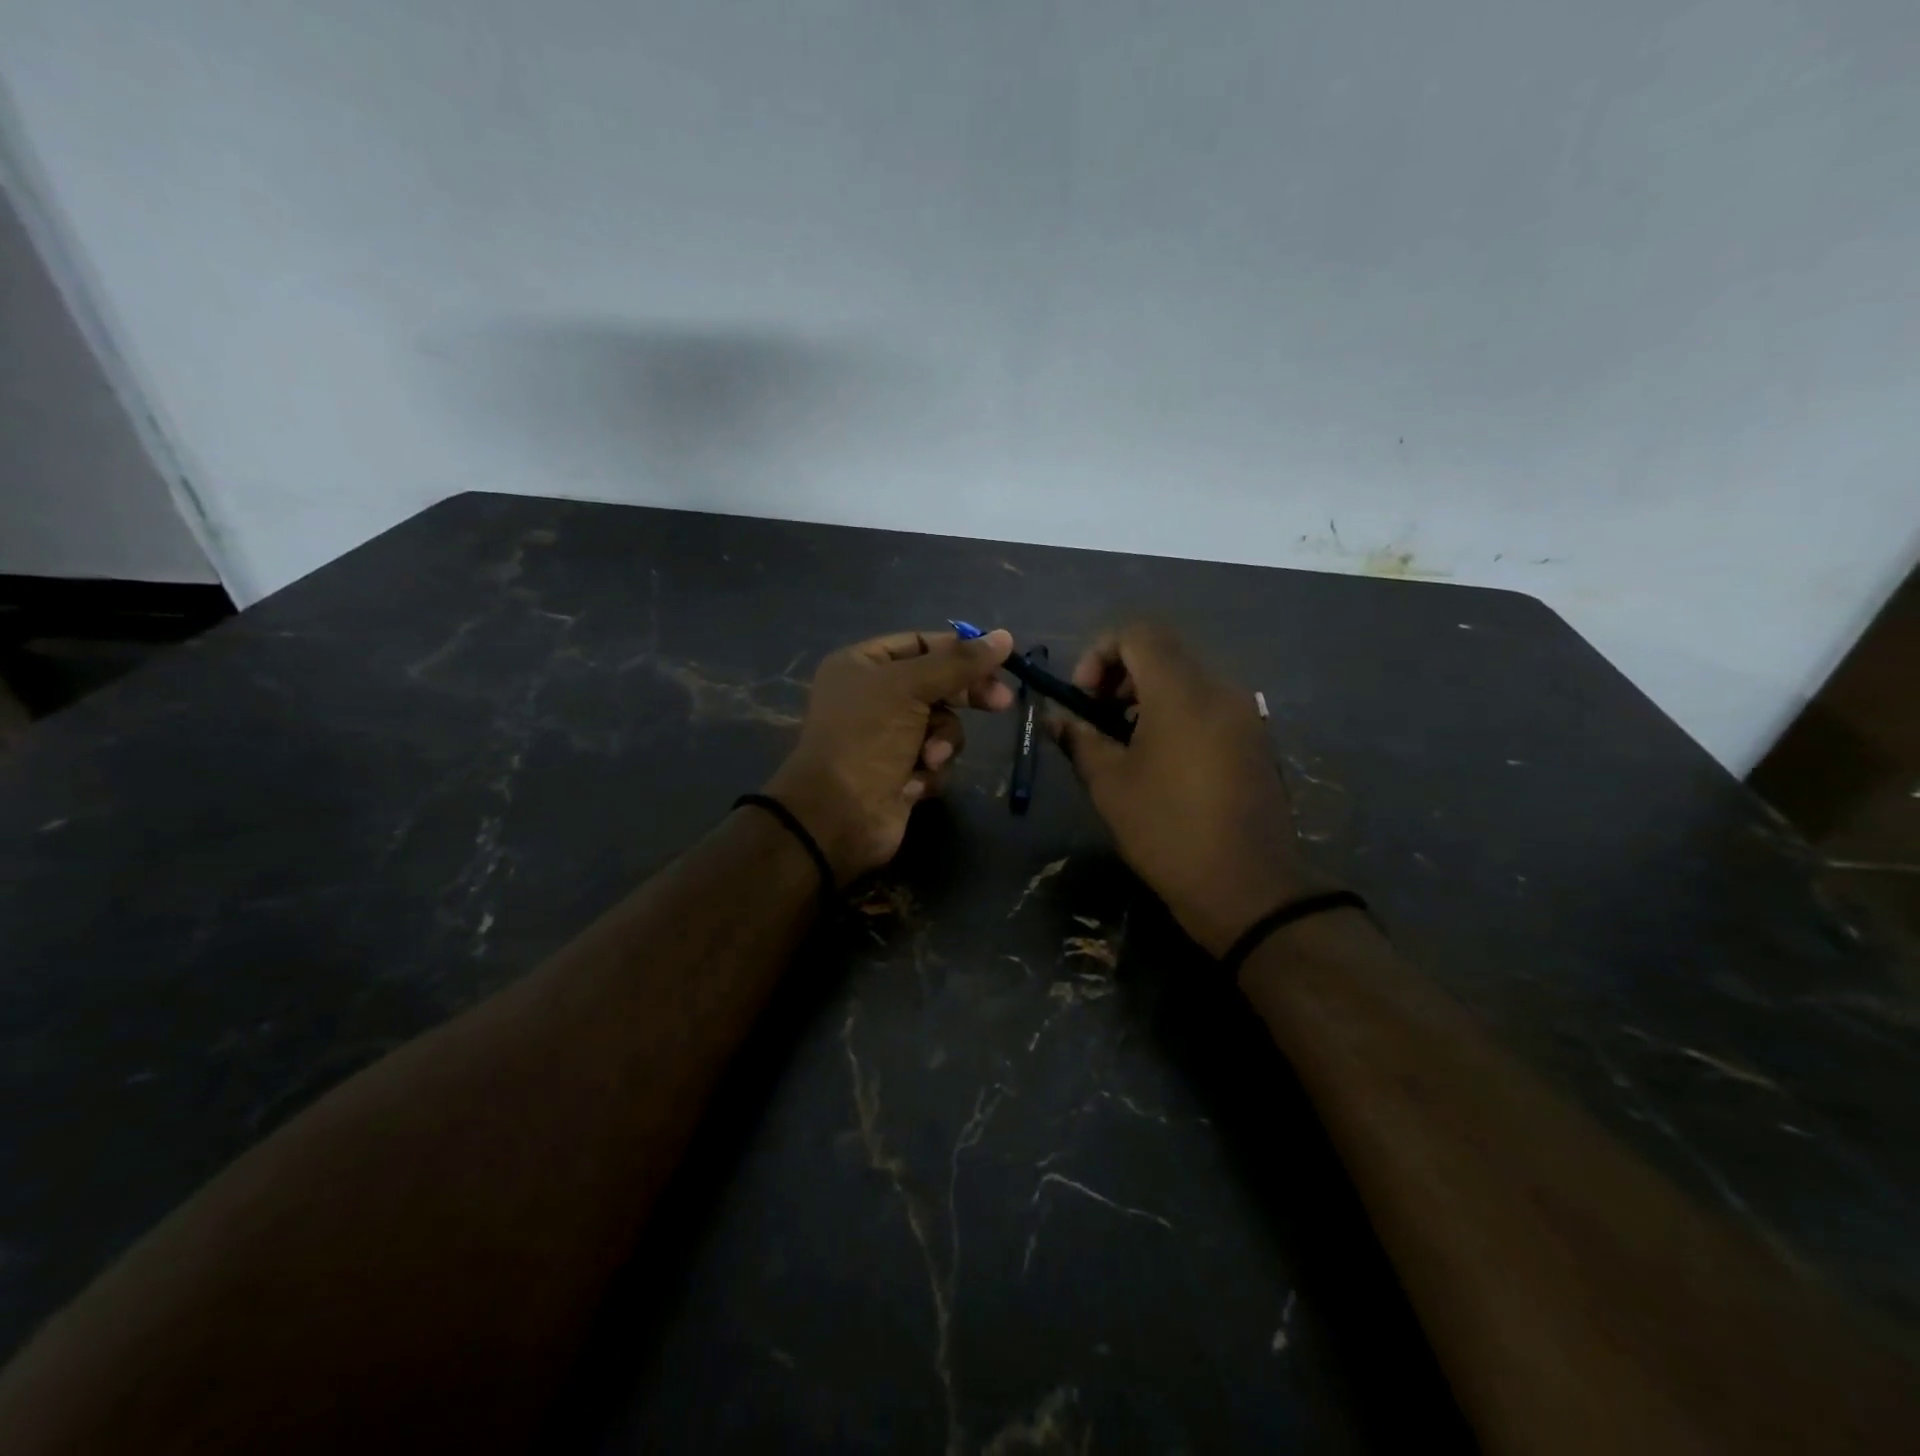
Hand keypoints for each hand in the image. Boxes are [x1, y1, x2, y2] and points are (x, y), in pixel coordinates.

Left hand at [765, 628, 1015, 883]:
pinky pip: (935, 759)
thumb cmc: (866, 738)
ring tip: (929, 758)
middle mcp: (873, 697)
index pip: (920, 644)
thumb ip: (959, 662)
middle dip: (964, 696)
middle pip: (936, 684)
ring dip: (943, 741)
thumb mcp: (910, 688)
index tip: (998, 660)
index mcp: (862, 665)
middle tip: (1001, 702)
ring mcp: (887, 737)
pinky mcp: (901, 773)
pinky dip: (931, 770)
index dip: (958, 650)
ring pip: (941, 725)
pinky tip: (913, 783)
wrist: (838, 816)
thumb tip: (1005, 637)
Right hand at [1050, 623, 1317, 956]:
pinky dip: (1176, 713)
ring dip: (1147, 695)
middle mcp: (1220, 689)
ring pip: (1187, 678)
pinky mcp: (1255, 739)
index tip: (1084, 698)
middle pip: (1163, 651)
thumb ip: (1079, 739)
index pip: (1138, 633)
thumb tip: (1056, 717)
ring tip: (1125, 743)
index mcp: (1182, 692)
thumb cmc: (1168, 831)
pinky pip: (1208, 704)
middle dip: (1120, 675)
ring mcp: (1244, 714)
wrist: (1248, 888)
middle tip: (1098, 720)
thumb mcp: (1110, 785)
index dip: (1099, 653)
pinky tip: (1161, 761)